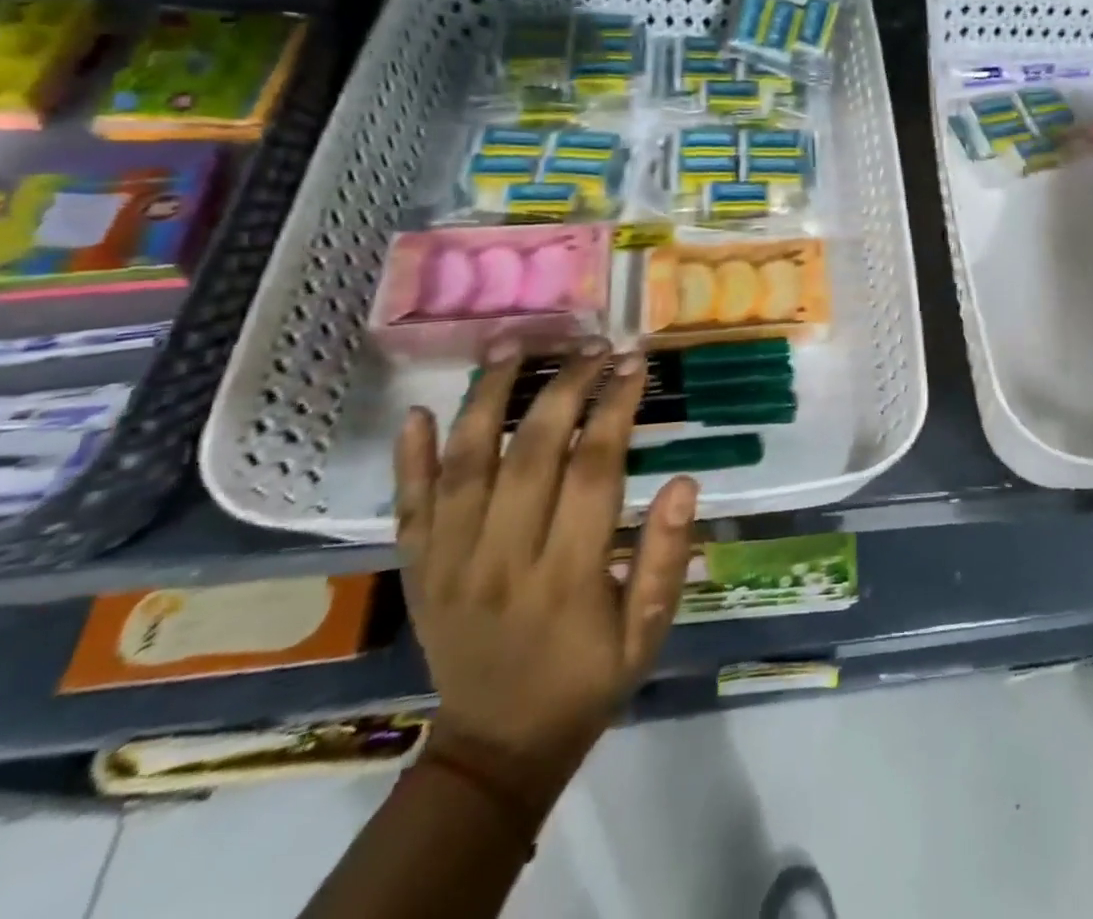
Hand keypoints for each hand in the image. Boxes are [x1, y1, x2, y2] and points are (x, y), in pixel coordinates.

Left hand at [393, 339, 696, 808]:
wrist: (496, 748)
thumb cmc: (587, 681)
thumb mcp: (648, 633)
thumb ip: (667, 558)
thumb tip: (684, 482)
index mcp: (567, 576)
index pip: (593, 469)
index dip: (615, 408)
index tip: (634, 364)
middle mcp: (502, 558)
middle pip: (530, 451)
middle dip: (565, 385)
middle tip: (593, 343)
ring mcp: (449, 563)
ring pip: (464, 464)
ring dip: (488, 397)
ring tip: (515, 345)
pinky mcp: (417, 570)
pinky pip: (408, 506)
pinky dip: (408, 458)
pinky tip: (419, 411)